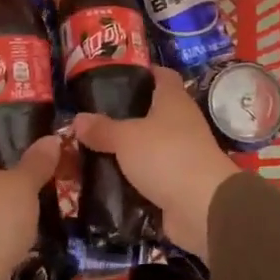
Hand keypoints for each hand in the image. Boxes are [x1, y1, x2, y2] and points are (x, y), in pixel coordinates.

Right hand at [72, 67, 238, 263]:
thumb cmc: (166, 155)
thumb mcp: (126, 138)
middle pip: (153, 112)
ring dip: (127, 150)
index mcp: (174, 101)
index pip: (162, 75)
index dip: (143, 72)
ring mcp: (182, 155)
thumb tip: (77, 118)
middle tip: (93, 118)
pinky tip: (106, 180)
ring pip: (149, 146)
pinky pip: (150, 176)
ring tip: (92, 150)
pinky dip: (132, 178)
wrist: (202, 207)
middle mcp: (181, 123)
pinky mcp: (177, 184)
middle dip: (125, 115)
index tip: (115, 76)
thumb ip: (102, 128)